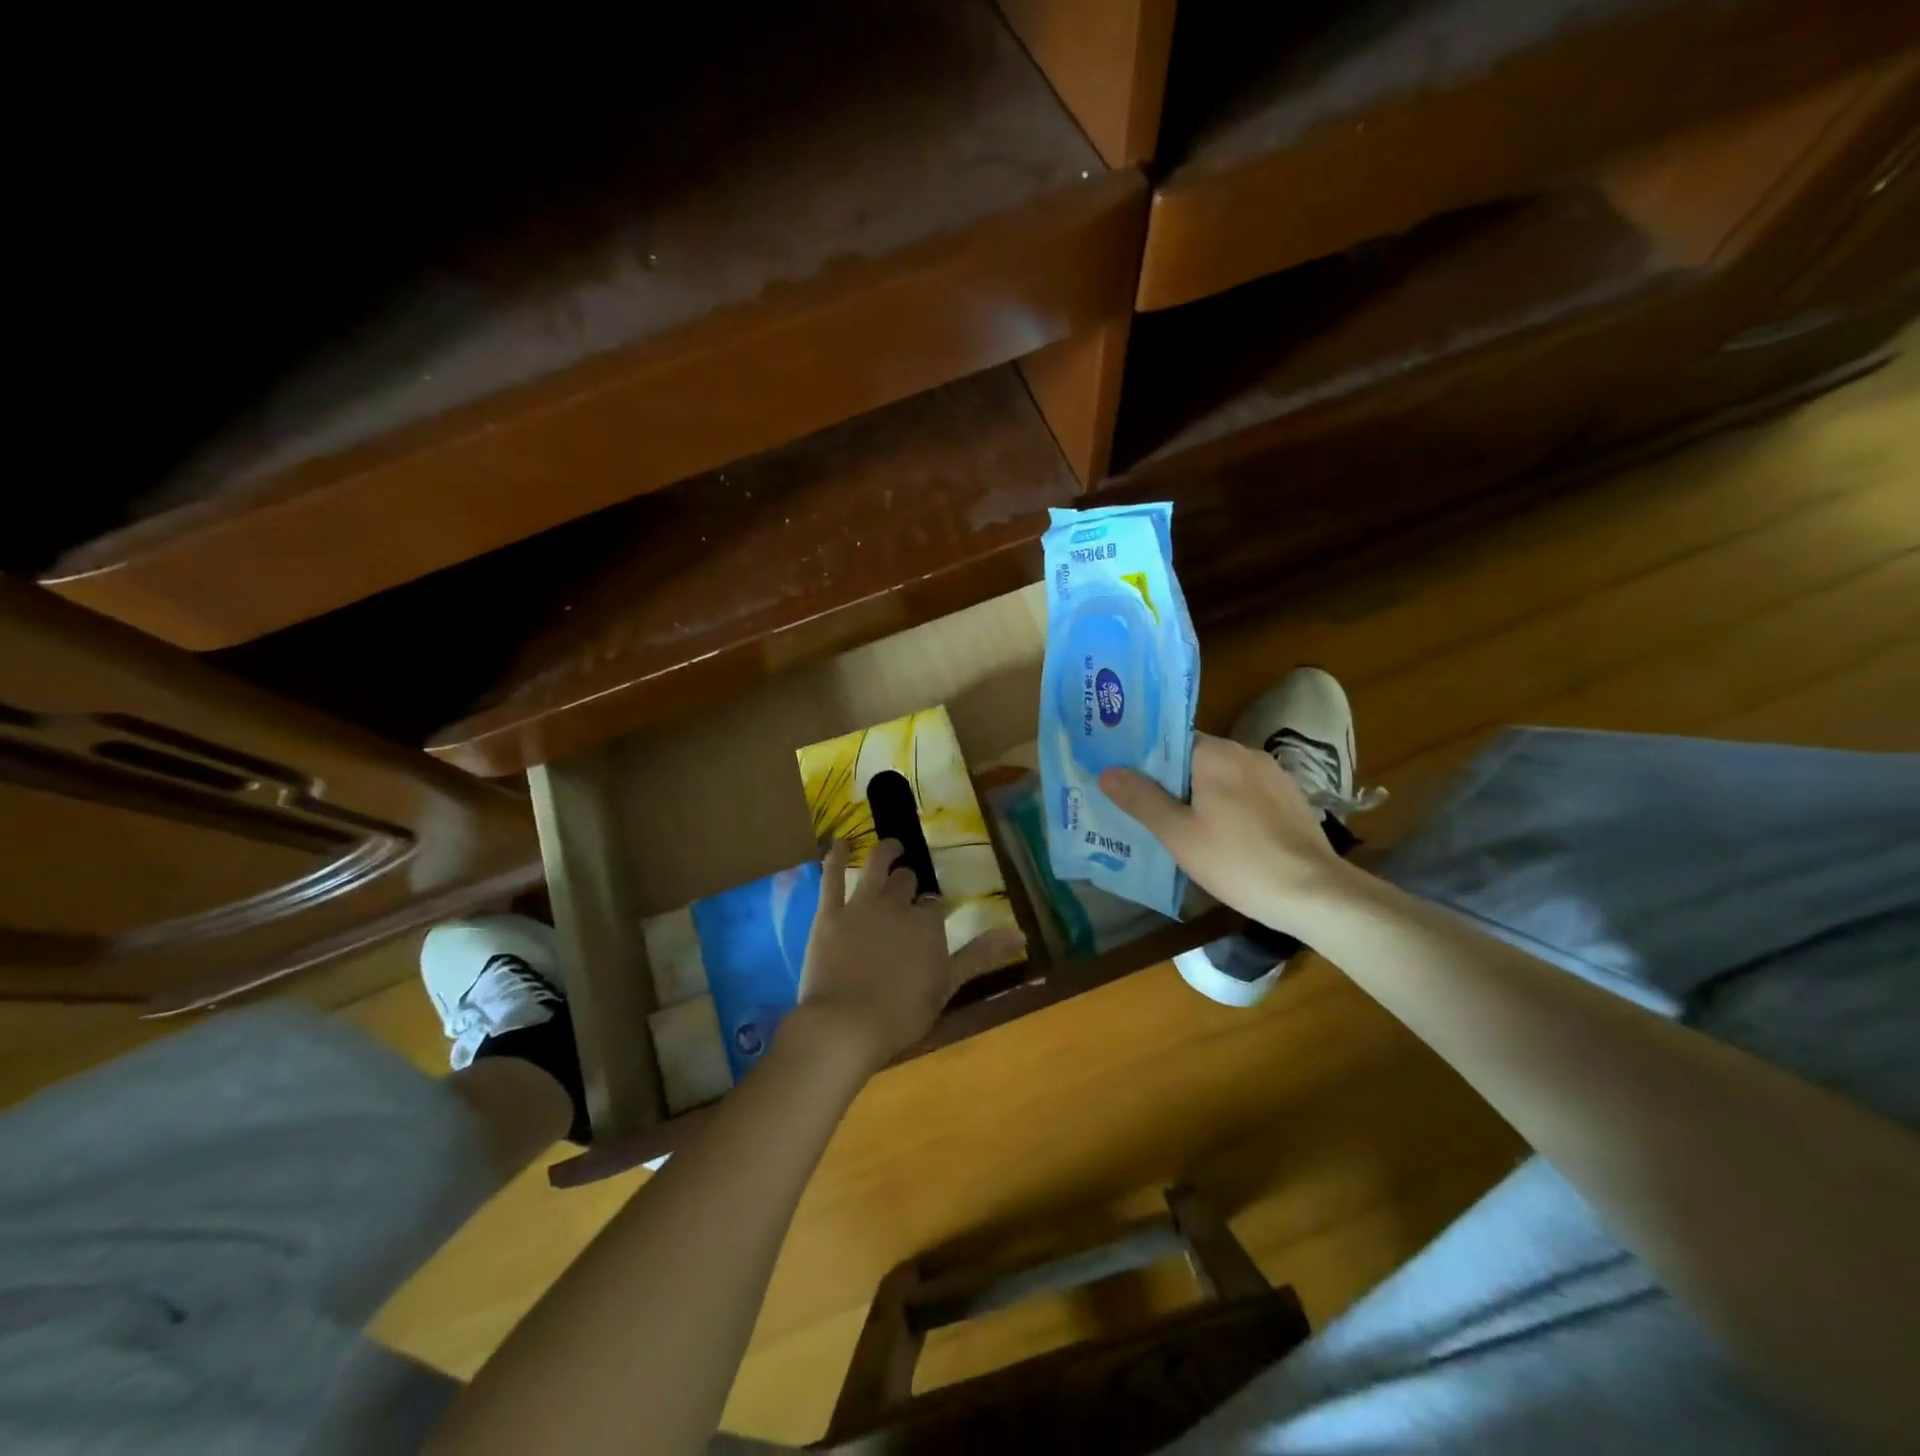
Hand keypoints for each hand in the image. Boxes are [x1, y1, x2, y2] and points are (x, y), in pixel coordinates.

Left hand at [794, 838, 1024, 1075]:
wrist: (846, 1025)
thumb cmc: (902, 1014)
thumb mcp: (949, 985)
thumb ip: (982, 955)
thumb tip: (1022, 934)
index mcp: (928, 924)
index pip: (936, 906)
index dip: (935, 910)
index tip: (934, 917)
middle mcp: (897, 905)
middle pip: (908, 883)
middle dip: (911, 883)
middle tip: (910, 890)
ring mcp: (861, 906)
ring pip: (876, 867)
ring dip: (886, 852)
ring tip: (892, 846)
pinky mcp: (829, 914)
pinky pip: (832, 877)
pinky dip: (836, 857)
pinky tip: (841, 842)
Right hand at [1100, 733, 1348, 930]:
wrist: (1315, 893)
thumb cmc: (1238, 861)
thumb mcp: (1178, 834)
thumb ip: (1141, 799)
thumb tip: (1107, 771)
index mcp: (1216, 753)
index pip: (1170, 741)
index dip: (1145, 760)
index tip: (1125, 780)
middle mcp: (1246, 753)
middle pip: (1195, 759)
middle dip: (1171, 781)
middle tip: (1143, 808)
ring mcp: (1273, 775)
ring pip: (1222, 778)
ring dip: (1201, 796)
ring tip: (1178, 826)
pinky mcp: (1290, 799)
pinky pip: (1247, 794)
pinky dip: (1229, 807)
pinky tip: (1221, 837)